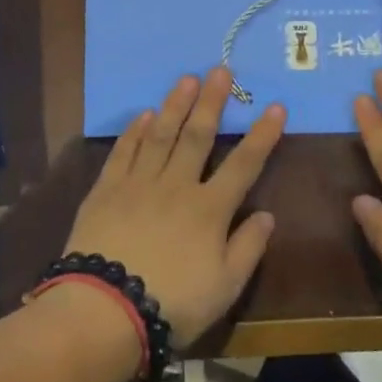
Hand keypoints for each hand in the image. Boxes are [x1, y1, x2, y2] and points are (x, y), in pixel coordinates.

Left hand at [65, 67, 283, 345]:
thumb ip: (248, 248)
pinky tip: (143, 114)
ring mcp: (139, 184)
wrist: (105, 310)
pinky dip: (134, 131)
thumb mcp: (225, 287)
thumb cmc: (172, 303)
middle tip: (221, 70)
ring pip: (160, 135)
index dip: (262, 134)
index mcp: (210, 209)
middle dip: (212, 102)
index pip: (244, 164)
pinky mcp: (106, 190)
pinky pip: (123, 152)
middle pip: (198, 136)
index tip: (275, 106)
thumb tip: (267, 215)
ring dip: (175, 105)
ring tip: (186, 79)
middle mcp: (177, 185)